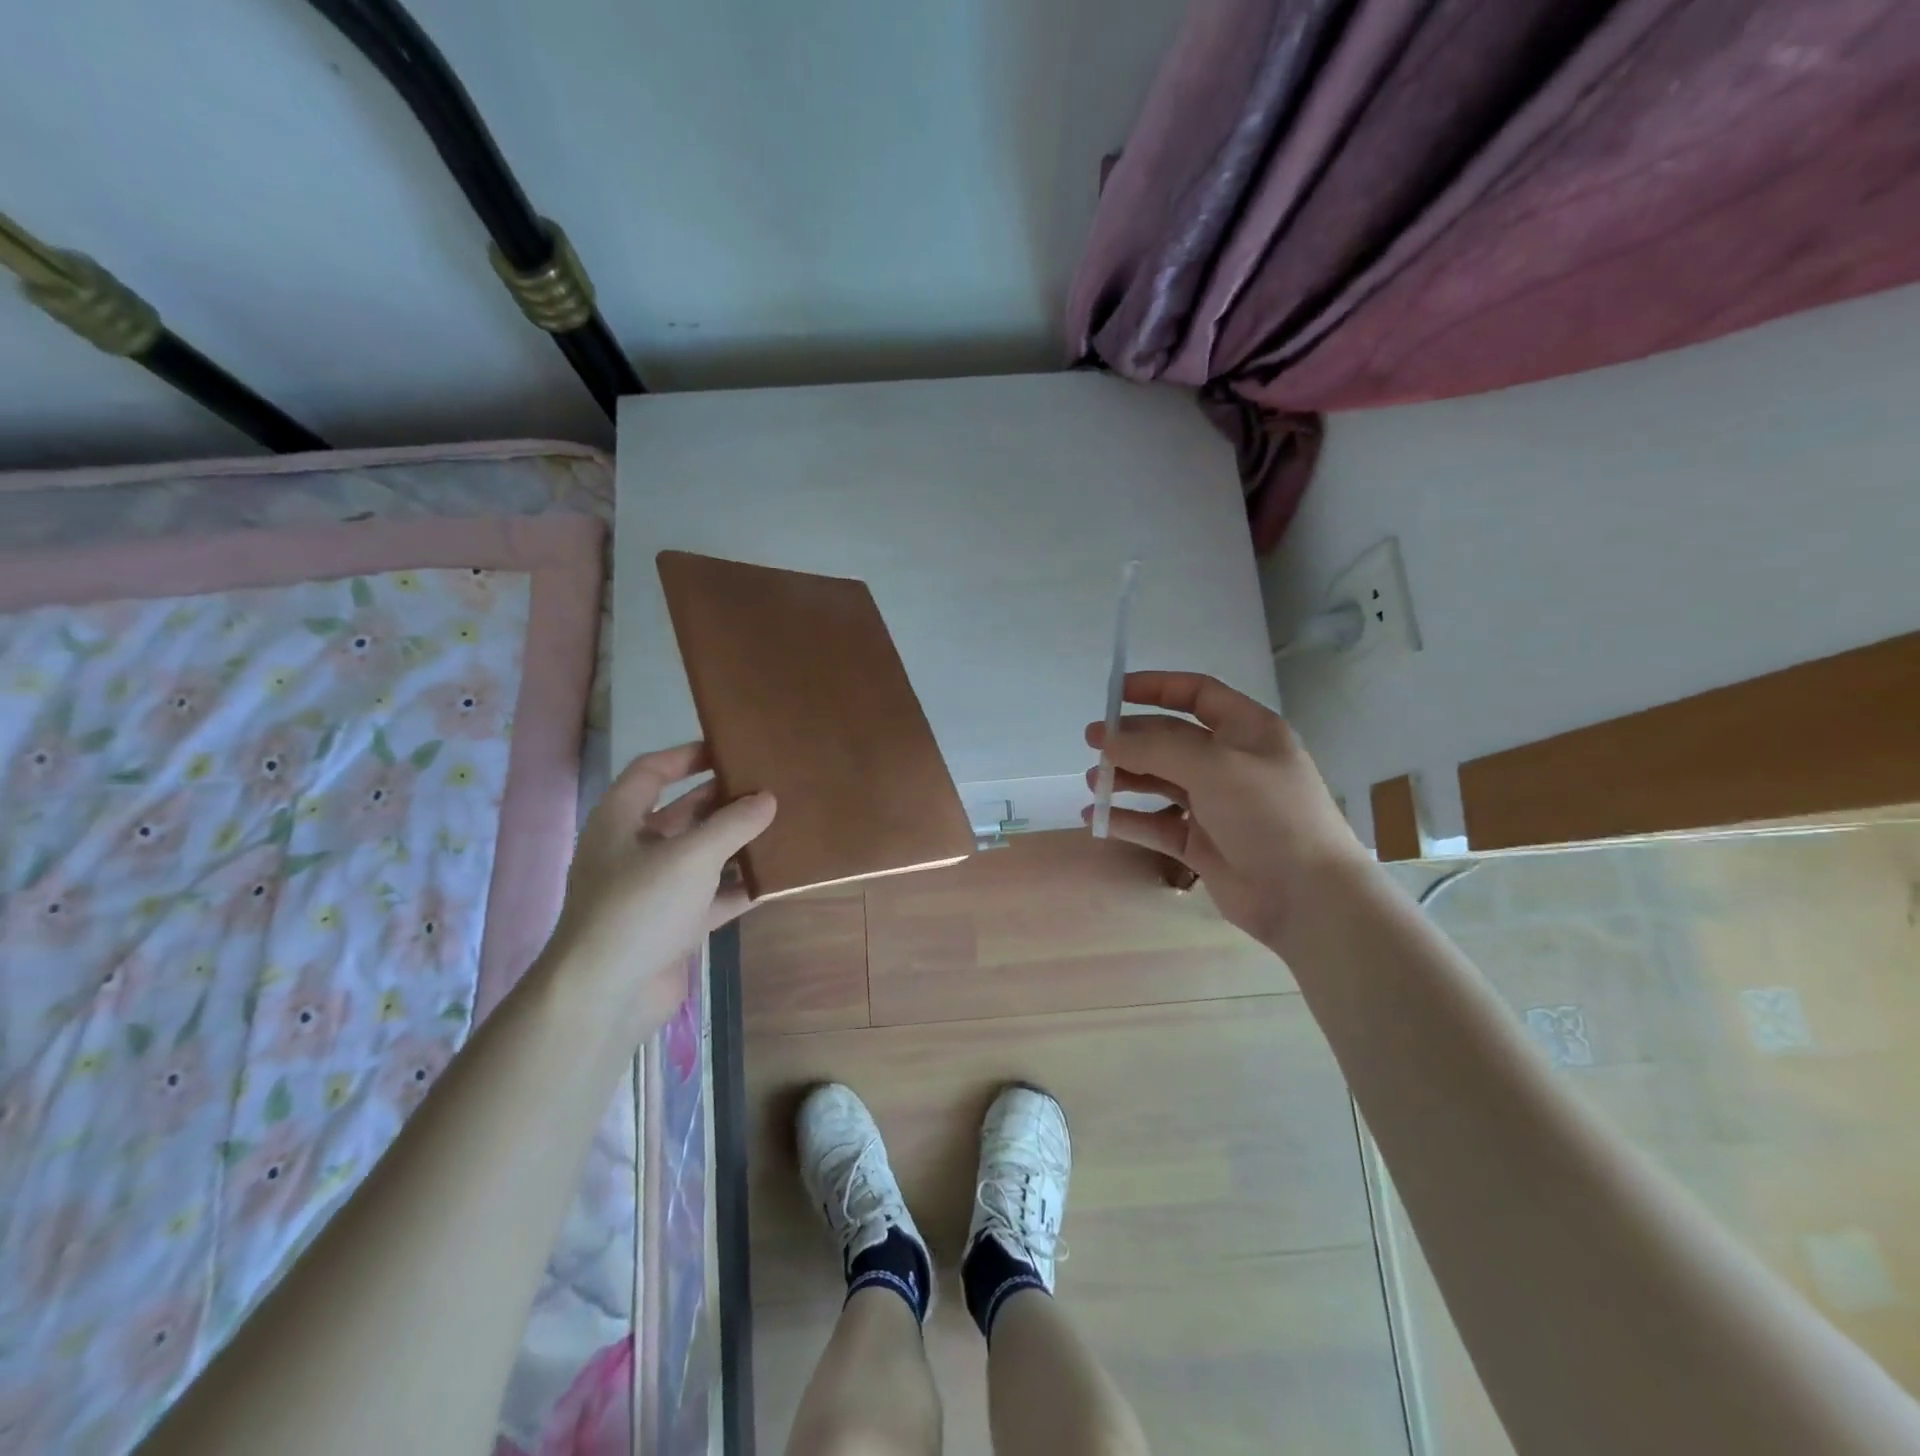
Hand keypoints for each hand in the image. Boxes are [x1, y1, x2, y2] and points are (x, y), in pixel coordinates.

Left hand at [545, 743, 775, 1039]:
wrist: (606, 995)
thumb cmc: (640, 907)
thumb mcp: (691, 856)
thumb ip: (733, 824)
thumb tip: (768, 798)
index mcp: (620, 821)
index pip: (652, 772)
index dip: (687, 756)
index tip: (729, 749)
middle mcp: (634, 850)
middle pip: (681, 813)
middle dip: (722, 800)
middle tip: (767, 787)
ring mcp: (653, 890)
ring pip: (701, 855)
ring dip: (735, 843)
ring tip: (780, 826)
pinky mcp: (672, 925)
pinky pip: (712, 896)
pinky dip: (738, 888)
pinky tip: (774, 879)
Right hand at [1084, 671, 1366, 948]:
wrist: (1307, 896)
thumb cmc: (1268, 815)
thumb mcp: (1214, 767)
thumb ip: (1156, 749)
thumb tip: (1107, 739)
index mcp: (1247, 731)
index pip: (1198, 695)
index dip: (1157, 688)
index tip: (1115, 692)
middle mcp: (1230, 763)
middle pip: (1171, 739)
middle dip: (1131, 738)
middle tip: (1092, 742)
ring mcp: (1215, 804)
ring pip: (1160, 781)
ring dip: (1126, 778)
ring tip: (1093, 783)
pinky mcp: (1201, 842)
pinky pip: (1156, 823)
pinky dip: (1127, 819)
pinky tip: (1096, 818)